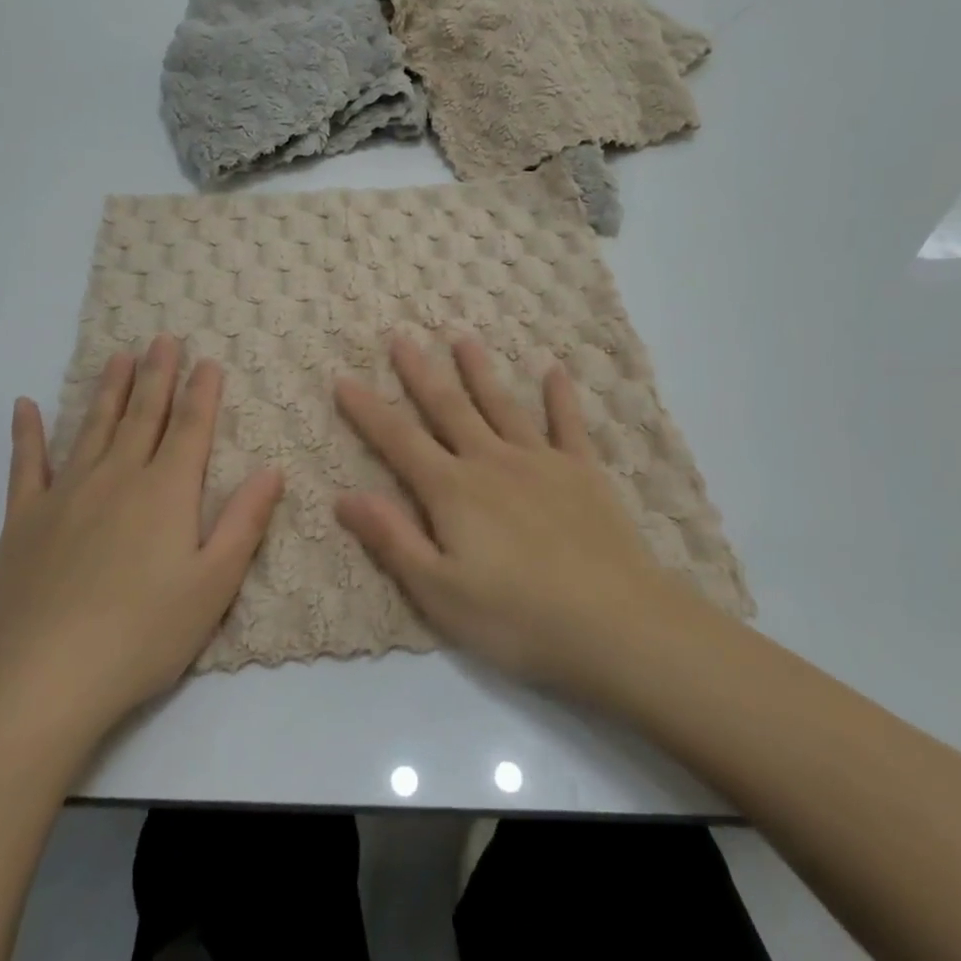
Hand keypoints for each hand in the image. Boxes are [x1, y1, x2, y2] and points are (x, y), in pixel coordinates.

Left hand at [0, 335, 282, 734]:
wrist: (45, 678)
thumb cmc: (144, 634)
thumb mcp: (215, 583)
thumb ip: (244, 521)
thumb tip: (272, 468)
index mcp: (166, 492)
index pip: (190, 428)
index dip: (202, 392)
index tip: (208, 360)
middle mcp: (117, 478)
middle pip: (143, 416)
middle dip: (158, 376)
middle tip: (163, 339)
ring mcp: (66, 495)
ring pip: (93, 428)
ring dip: (108, 390)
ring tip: (119, 356)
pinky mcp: (25, 520)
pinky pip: (27, 465)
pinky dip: (27, 433)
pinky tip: (26, 406)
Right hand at [334, 335, 690, 695]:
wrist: (616, 624)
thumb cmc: (518, 618)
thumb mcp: (440, 592)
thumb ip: (393, 539)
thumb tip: (344, 495)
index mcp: (453, 491)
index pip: (399, 441)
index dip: (368, 410)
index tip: (344, 377)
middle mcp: (492, 462)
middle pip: (448, 408)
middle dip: (421, 373)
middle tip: (401, 337)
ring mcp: (541, 462)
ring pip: (502, 405)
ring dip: (479, 371)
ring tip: (462, 338)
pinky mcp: (583, 472)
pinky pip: (568, 424)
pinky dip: (560, 396)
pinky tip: (555, 371)